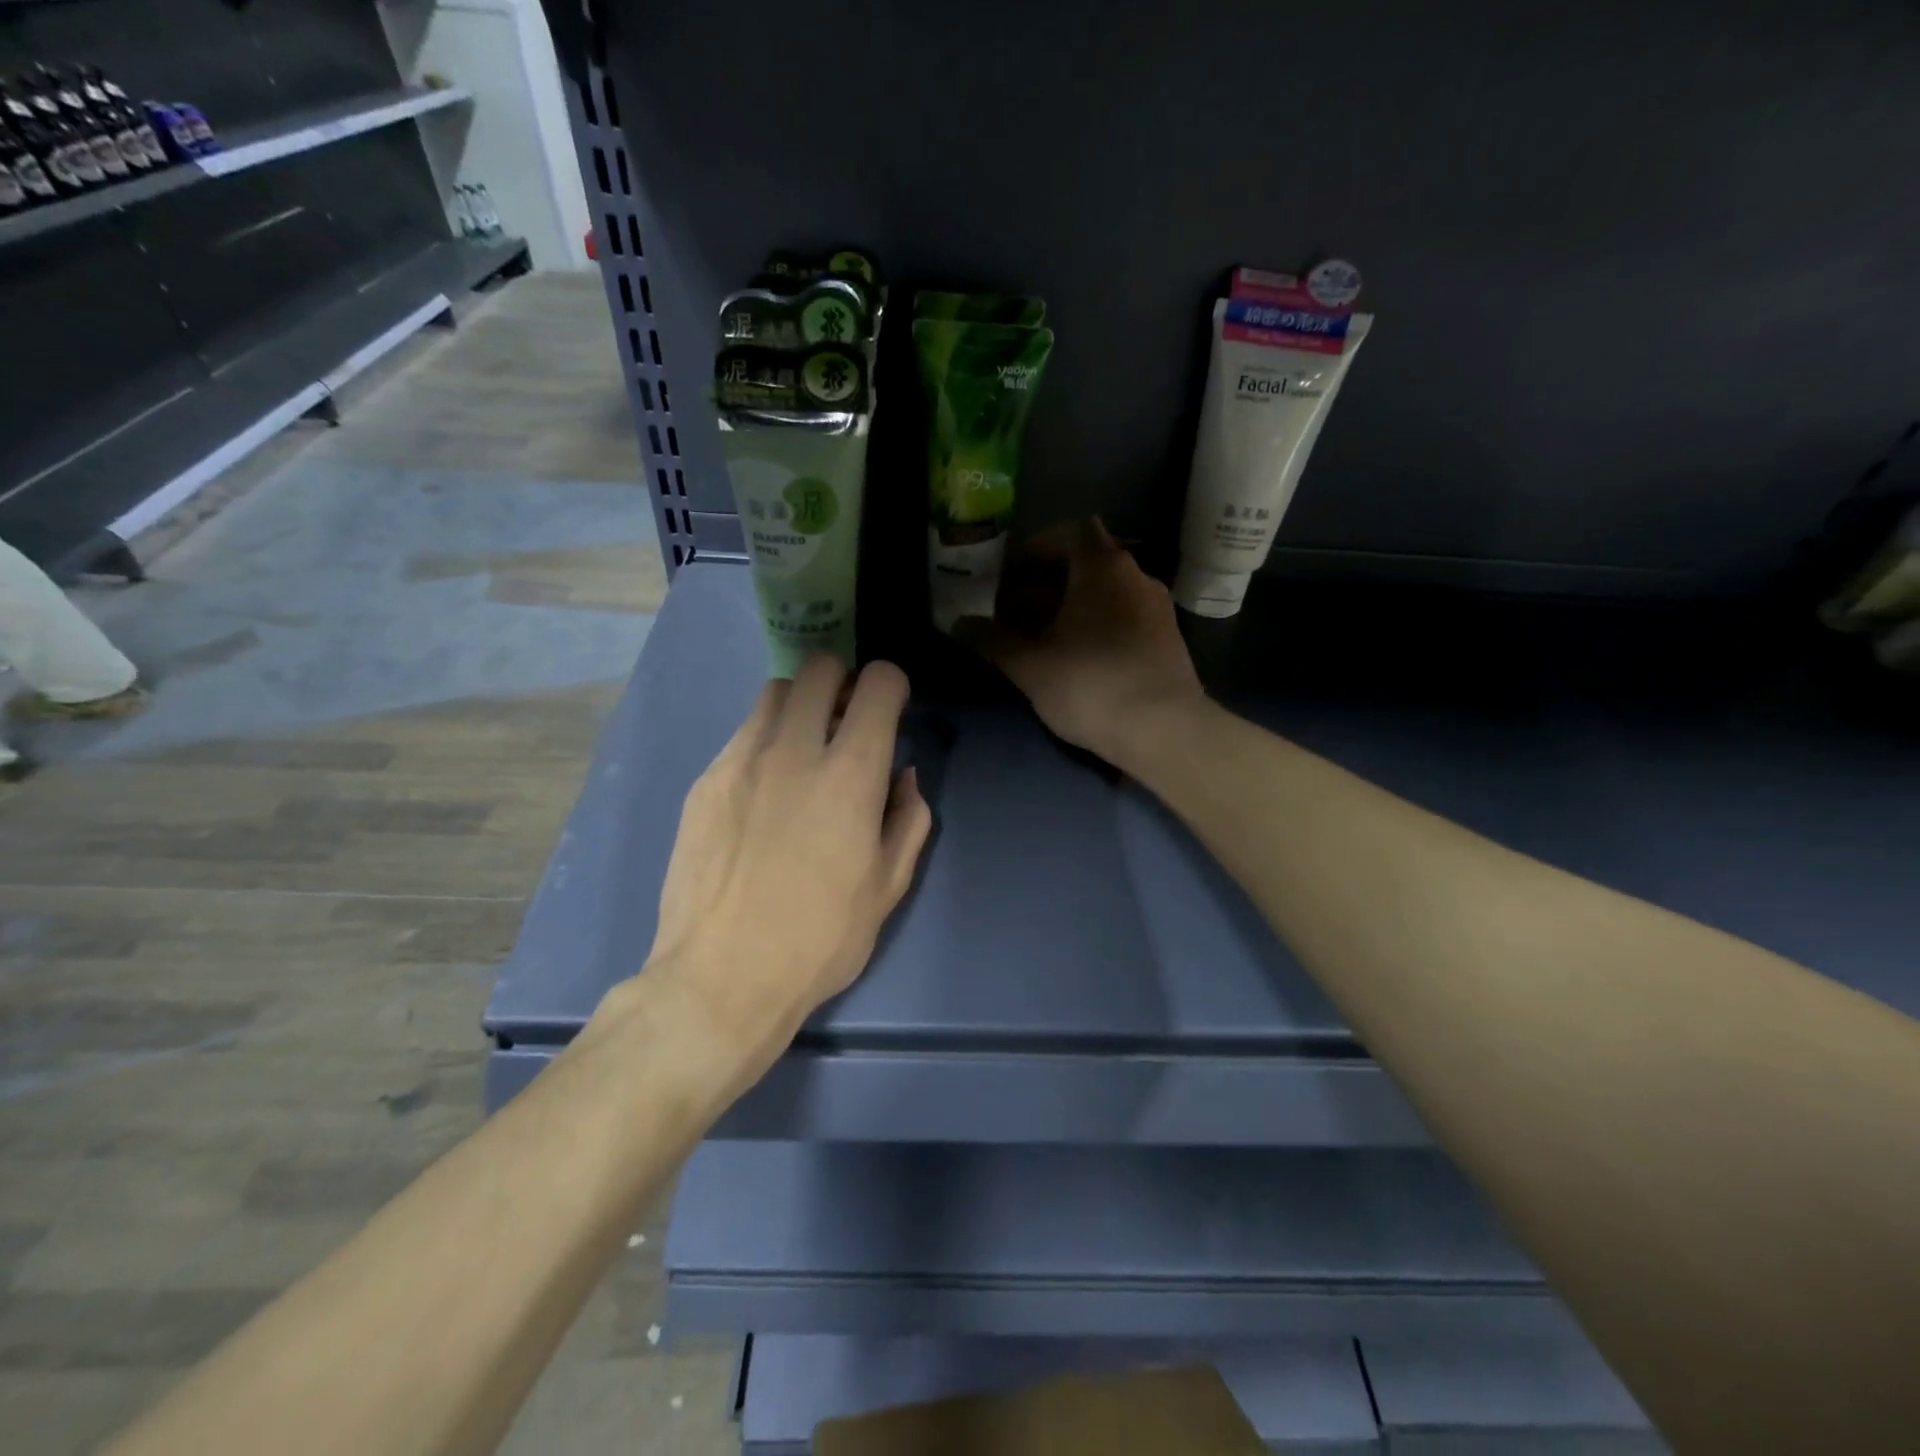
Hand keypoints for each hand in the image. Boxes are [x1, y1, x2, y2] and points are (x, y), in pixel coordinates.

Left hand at [642, 656, 931, 1069]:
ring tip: (803, 748)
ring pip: (776, 693)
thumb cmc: (820, 939)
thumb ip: (908, 818)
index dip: (891, 686)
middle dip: (843, 681)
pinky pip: (743, 735)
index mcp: (850, 774)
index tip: (890, 710)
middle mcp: (795, 750)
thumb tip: (902, 775)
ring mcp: (741, 760)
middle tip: (846, 721)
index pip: (878, 683)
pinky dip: (765, 740)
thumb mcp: (888, 887)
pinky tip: (764, 789)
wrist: (721, 978)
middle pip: (819, 668)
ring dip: (801, 705)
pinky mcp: (705, 781)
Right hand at [959, 519, 1205, 763]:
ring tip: (1041, 637)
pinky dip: (1097, 624)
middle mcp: (1135, 574)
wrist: (1163, 729)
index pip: (1069, 532)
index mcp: (1101, 565)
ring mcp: (1157, 607)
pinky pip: (1124, 616)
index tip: (1010, 576)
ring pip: (1105, 592)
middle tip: (1015, 611)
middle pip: (1086, 562)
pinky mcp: (1167, 639)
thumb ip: (992, 639)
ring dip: (1072, 605)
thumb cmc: (1088, 682)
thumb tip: (958, 624)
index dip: (1036, 549)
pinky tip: (1077, 657)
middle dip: (1047, 582)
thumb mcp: (1029, 663)